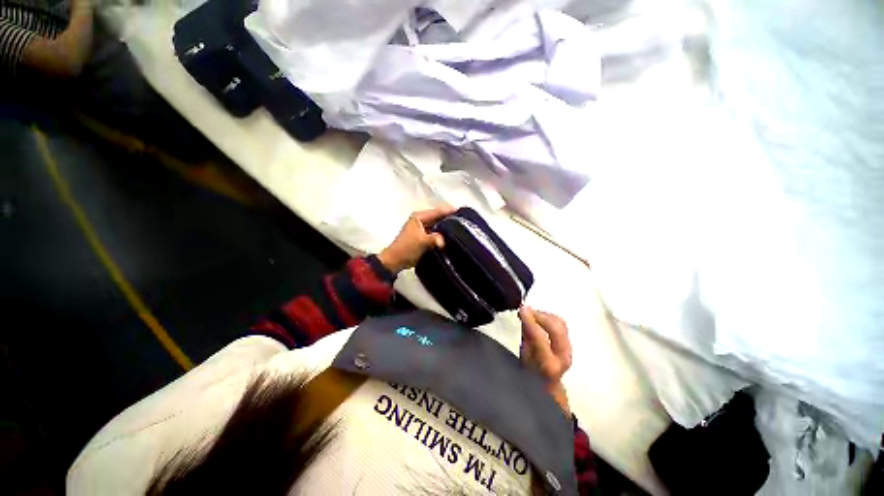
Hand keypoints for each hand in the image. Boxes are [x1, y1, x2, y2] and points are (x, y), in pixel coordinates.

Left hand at [378, 206, 455, 272]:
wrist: (395, 260)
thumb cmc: (407, 248)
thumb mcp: (422, 242)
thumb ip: (435, 238)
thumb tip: (444, 240)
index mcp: (419, 217)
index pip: (437, 211)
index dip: (449, 211)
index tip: (461, 211)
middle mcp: (420, 220)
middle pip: (438, 217)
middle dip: (449, 218)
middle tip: (463, 220)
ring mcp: (421, 228)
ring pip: (437, 225)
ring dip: (446, 227)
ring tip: (460, 228)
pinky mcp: (423, 237)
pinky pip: (435, 232)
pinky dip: (442, 234)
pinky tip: (450, 237)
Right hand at [519, 306, 572, 415]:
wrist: (548, 386)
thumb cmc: (531, 373)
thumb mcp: (524, 357)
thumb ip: (526, 335)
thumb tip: (525, 314)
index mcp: (548, 364)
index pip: (540, 337)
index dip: (530, 320)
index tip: (522, 309)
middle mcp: (563, 356)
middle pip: (556, 327)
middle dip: (540, 315)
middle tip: (526, 311)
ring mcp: (570, 350)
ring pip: (561, 324)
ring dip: (545, 315)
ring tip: (532, 315)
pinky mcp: (570, 343)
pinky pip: (561, 325)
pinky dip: (549, 318)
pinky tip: (540, 319)